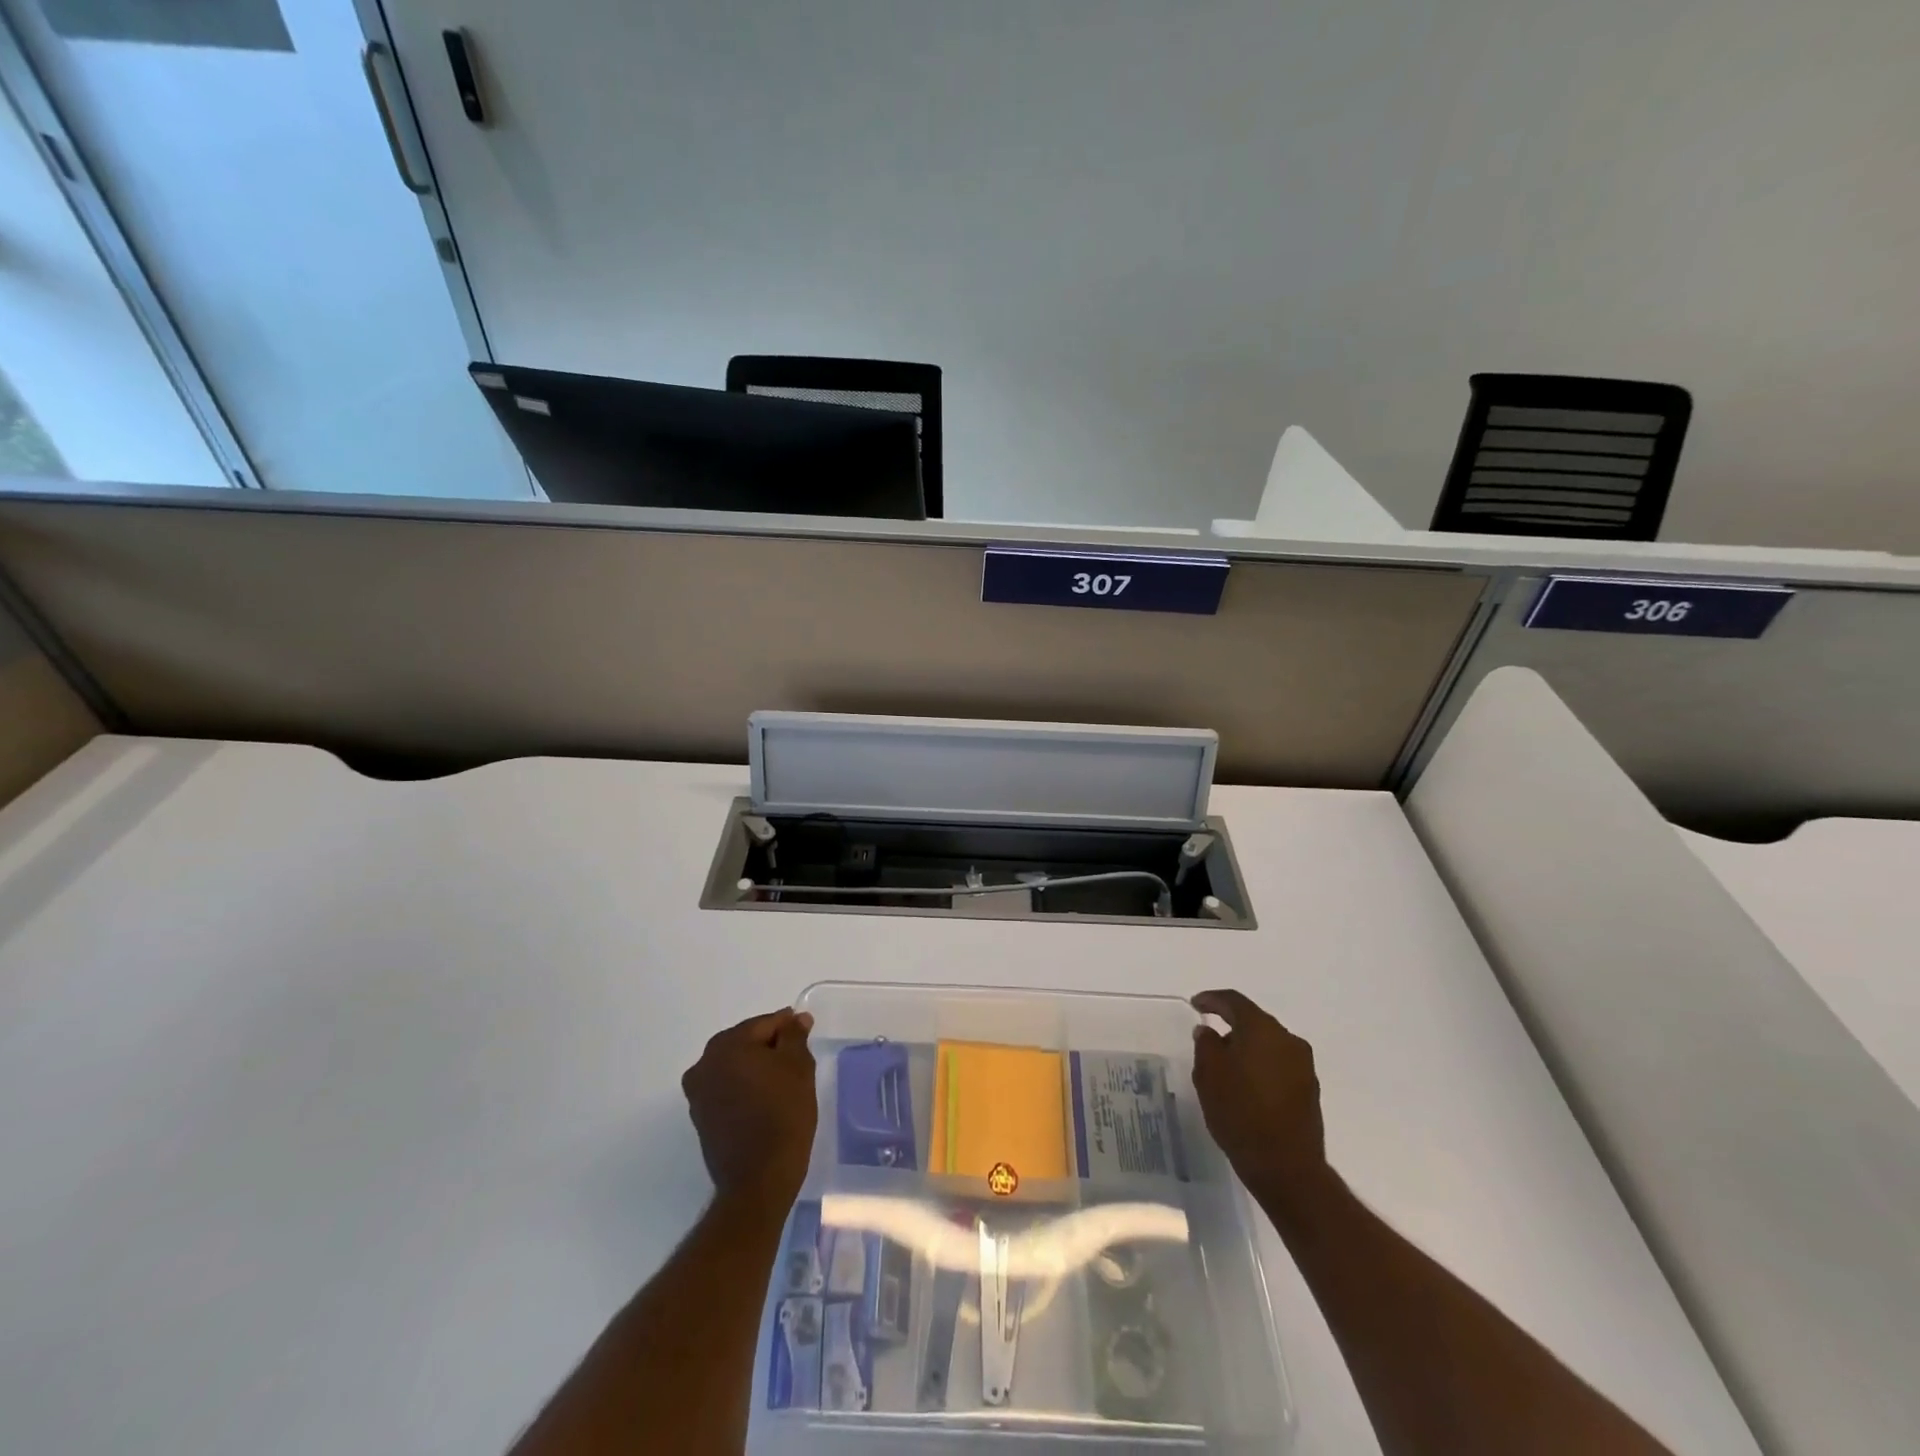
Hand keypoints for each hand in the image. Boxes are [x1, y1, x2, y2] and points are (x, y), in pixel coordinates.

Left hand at [682, 1007, 817, 1207]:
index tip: (805, 1035)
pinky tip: (766, 1100)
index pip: (764, 1024)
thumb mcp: (798, 1067)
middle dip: (770, 1047)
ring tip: (784, 1083)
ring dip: (757, 1068)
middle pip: (745, 1042)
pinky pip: (727, 1089)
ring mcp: (698, 1093)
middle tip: (797, 1060)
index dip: (788, 1027)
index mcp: (726, 1045)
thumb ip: (794, 1036)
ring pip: (735, 1066)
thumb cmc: (783, 1114)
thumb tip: (795, 1019)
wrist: (759, 1180)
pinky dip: (745, 1088)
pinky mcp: (701, 1118)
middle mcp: (704, 1064)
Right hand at [1191, 990, 1328, 1201]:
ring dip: (1247, 1046)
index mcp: (1262, 1029)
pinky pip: (1279, 1064)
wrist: (1287, 1168)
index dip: (1212, 999)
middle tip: (1209, 1035)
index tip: (1195, 1004)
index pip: (1234, 1001)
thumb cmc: (1240, 1113)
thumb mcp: (1208, 1076)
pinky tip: (1247, 1083)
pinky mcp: (1310, 1089)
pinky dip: (1261, 1065)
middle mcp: (1287, 1039)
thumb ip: (1206, 1045)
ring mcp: (1303, 1065)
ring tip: (1226, 1064)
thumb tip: (1209, 1031)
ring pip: (1268, 1043)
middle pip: (1254, 1020)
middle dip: (1231, 1024)